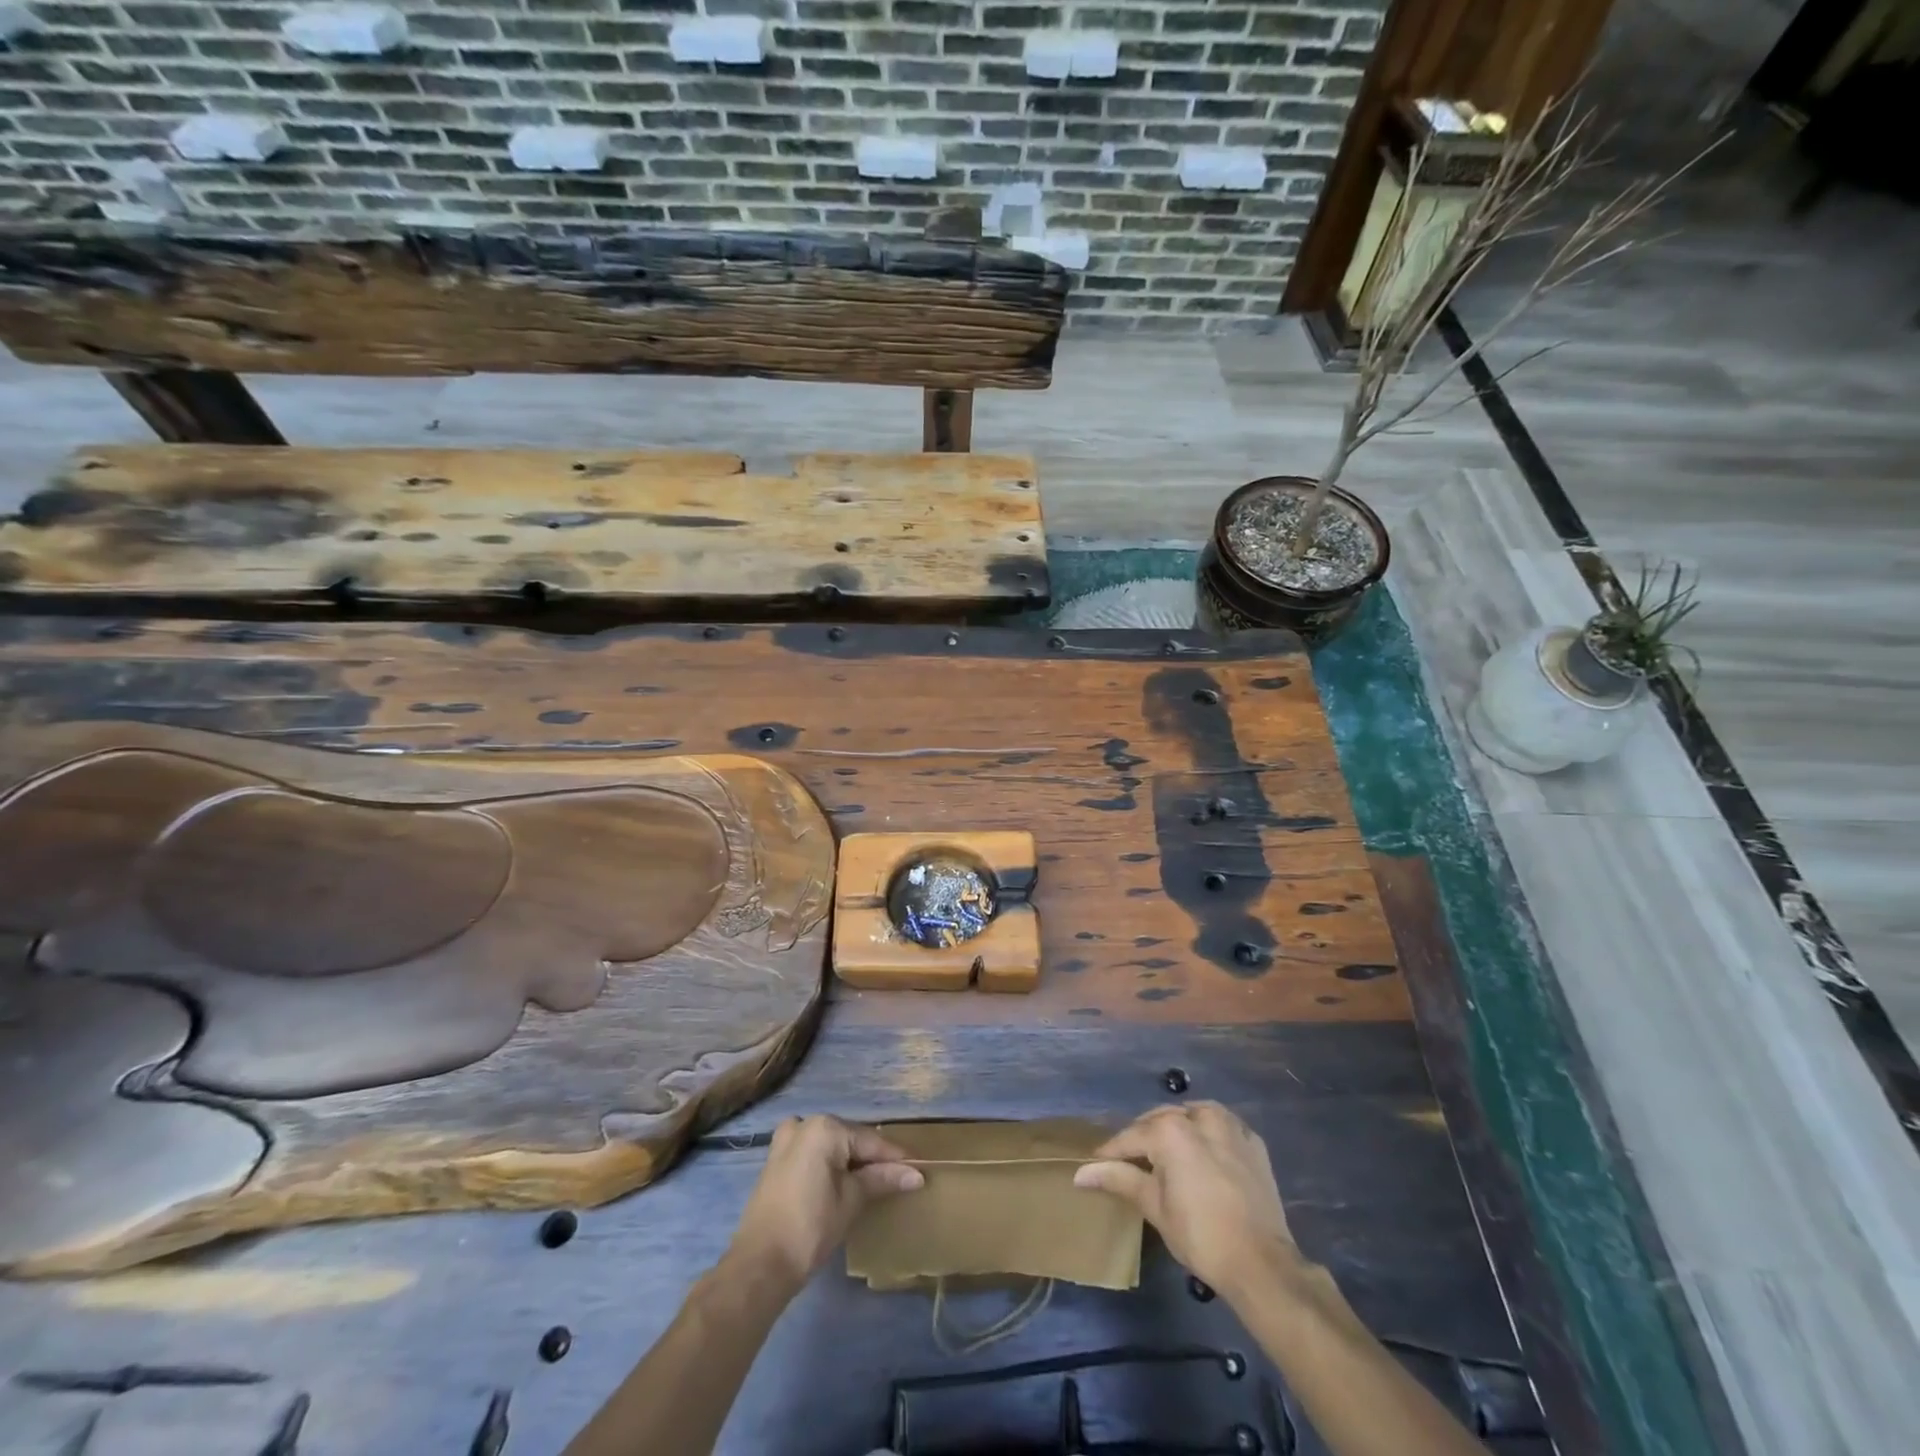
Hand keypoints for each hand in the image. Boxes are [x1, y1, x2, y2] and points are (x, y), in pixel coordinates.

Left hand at [727, 1115, 922, 1292]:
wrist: (759, 1265)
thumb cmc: (810, 1228)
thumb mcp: (851, 1201)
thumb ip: (882, 1180)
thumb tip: (916, 1175)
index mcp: (824, 1128)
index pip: (870, 1141)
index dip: (896, 1158)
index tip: (919, 1170)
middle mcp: (804, 1124)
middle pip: (850, 1139)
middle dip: (873, 1159)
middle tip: (899, 1178)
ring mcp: (786, 1140)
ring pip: (831, 1145)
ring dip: (851, 1161)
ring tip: (874, 1181)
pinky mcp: (776, 1159)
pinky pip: (812, 1152)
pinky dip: (830, 1163)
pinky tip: (843, 1181)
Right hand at [1074, 1102, 1299, 1295]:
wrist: (1262, 1264)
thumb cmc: (1200, 1236)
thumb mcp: (1154, 1207)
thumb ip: (1119, 1179)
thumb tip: (1080, 1173)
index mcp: (1170, 1130)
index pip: (1131, 1137)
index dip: (1111, 1152)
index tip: (1097, 1163)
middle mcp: (1198, 1117)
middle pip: (1160, 1120)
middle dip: (1144, 1137)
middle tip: (1132, 1162)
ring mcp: (1230, 1127)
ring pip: (1192, 1115)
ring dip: (1177, 1128)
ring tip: (1168, 1153)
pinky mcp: (1252, 1142)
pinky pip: (1222, 1127)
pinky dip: (1208, 1134)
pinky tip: (1204, 1154)